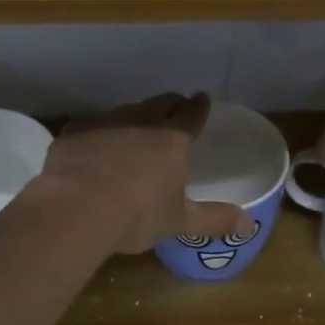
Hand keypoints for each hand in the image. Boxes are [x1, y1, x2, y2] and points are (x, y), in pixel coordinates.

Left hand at [34, 93, 249, 253]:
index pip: (192, 114)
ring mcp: (105, 123)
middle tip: (175, 106)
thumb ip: (214, 220)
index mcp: (172, 141)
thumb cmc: (137, 215)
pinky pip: (93, 126)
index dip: (199, 107)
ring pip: (126, 110)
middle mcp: (141, 122)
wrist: (76, 210)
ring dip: (136, 115)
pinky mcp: (75, 132)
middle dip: (170, 103)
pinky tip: (96, 145)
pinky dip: (100, 132)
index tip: (202, 99)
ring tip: (137, 126)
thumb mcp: (180, 222)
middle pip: (160, 104)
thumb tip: (250, 224)